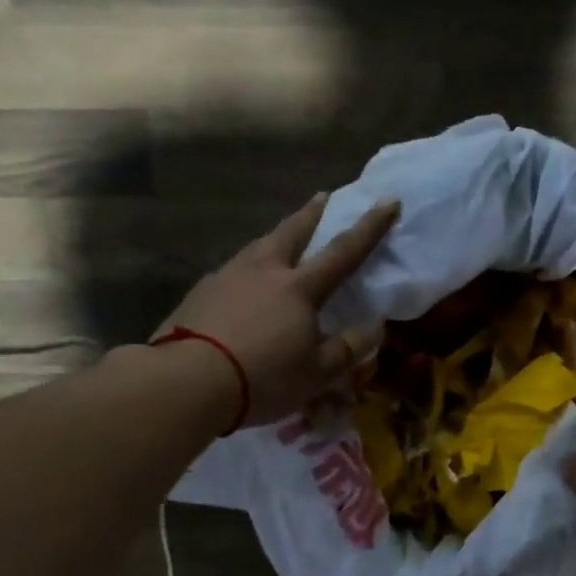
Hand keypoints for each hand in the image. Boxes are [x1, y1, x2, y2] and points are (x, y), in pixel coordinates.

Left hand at [159, 193, 400, 426]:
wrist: (188, 380)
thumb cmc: (263, 378)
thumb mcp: (316, 373)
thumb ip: (348, 347)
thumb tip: (377, 326)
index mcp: (299, 288)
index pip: (343, 252)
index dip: (369, 227)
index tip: (387, 200)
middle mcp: (264, 271)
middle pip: (292, 231)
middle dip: (312, 213)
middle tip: (323, 196)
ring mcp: (227, 277)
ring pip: (258, 246)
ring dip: (275, 236)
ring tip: (281, 237)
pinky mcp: (200, 292)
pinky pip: (232, 270)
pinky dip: (246, 267)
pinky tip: (241, 282)